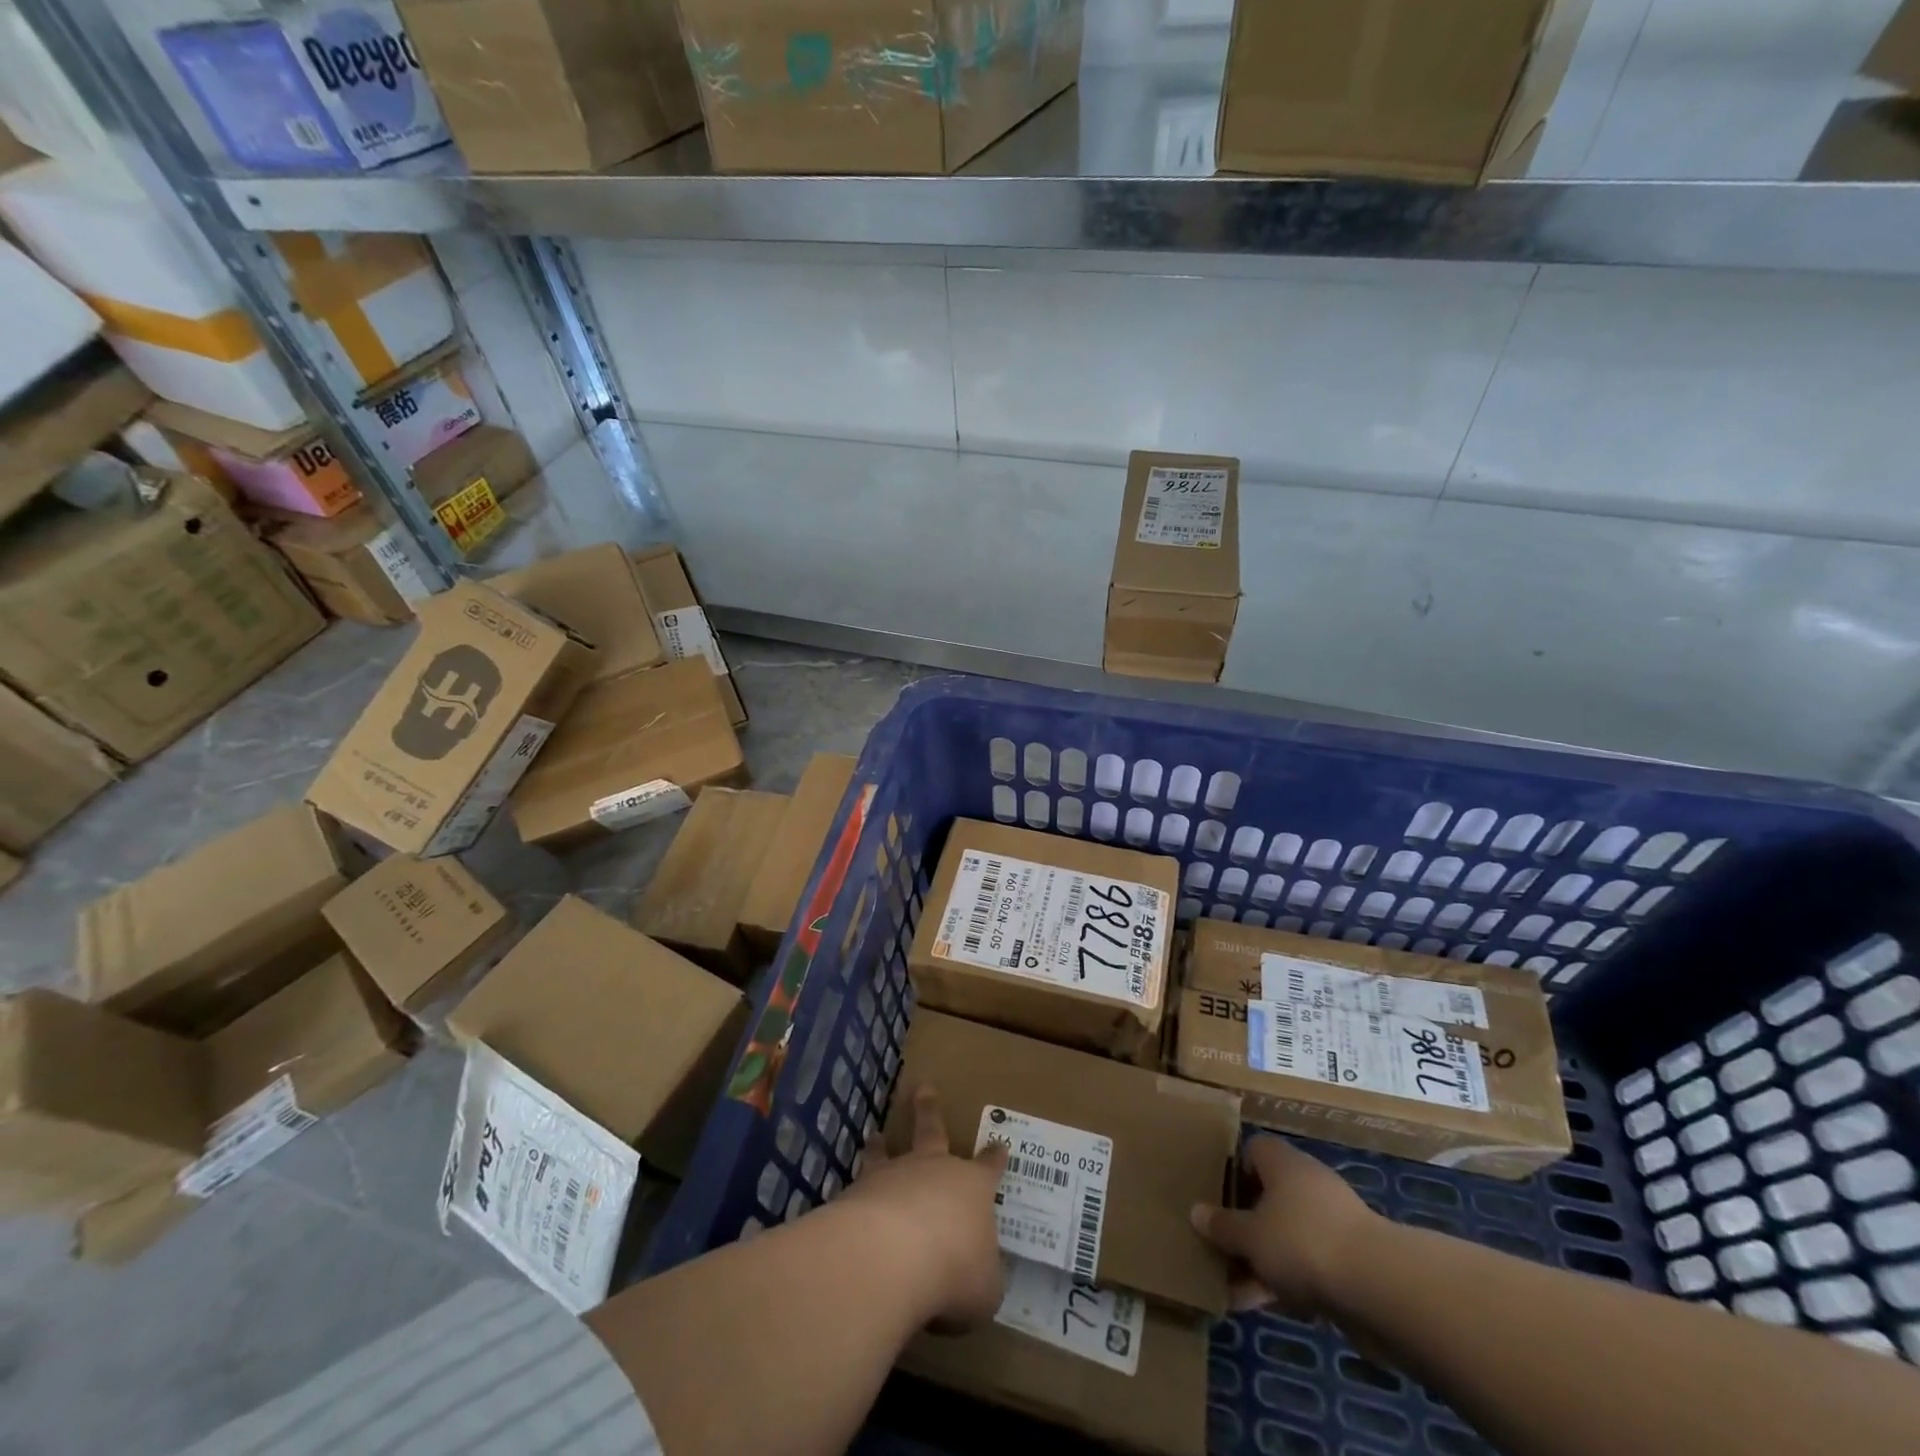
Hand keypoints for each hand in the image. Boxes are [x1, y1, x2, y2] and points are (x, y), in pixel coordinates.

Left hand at [844, 1085, 1009, 1329]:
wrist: (892, 1257)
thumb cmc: (954, 1270)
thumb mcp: (985, 1290)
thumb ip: (981, 1279)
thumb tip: (976, 1279)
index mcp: (972, 1188)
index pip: (988, 1168)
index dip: (995, 1158)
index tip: (999, 1144)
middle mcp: (933, 1170)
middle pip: (933, 1131)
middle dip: (930, 1110)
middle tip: (923, 1088)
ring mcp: (892, 1176)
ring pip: (888, 1153)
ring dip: (882, 1146)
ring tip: (876, 1136)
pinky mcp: (857, 1194)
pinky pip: (858, 1187)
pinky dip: (855, 1192)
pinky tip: (848, 1203)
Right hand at [1191, 1135, 1378, 1316]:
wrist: (1379, 1287)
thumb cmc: (1301, 1241)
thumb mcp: (1249, 1235)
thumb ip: (1222, 1226)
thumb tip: (1196, 1211)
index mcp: (1282, 1162)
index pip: (1252, 1151)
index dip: (1233, 1172)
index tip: (1215, 1198)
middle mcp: (1306, 1183)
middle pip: (1267, 1196)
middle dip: (1244, 1224)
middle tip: (1218, 1247)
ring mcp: (1331, 1223)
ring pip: (1285, 1235)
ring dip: (1261, 1260)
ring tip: (1232, 1289)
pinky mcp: (1349, 1261)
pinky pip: (1306, 1265)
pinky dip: (1285, 1282)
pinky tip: (1261, 1306)